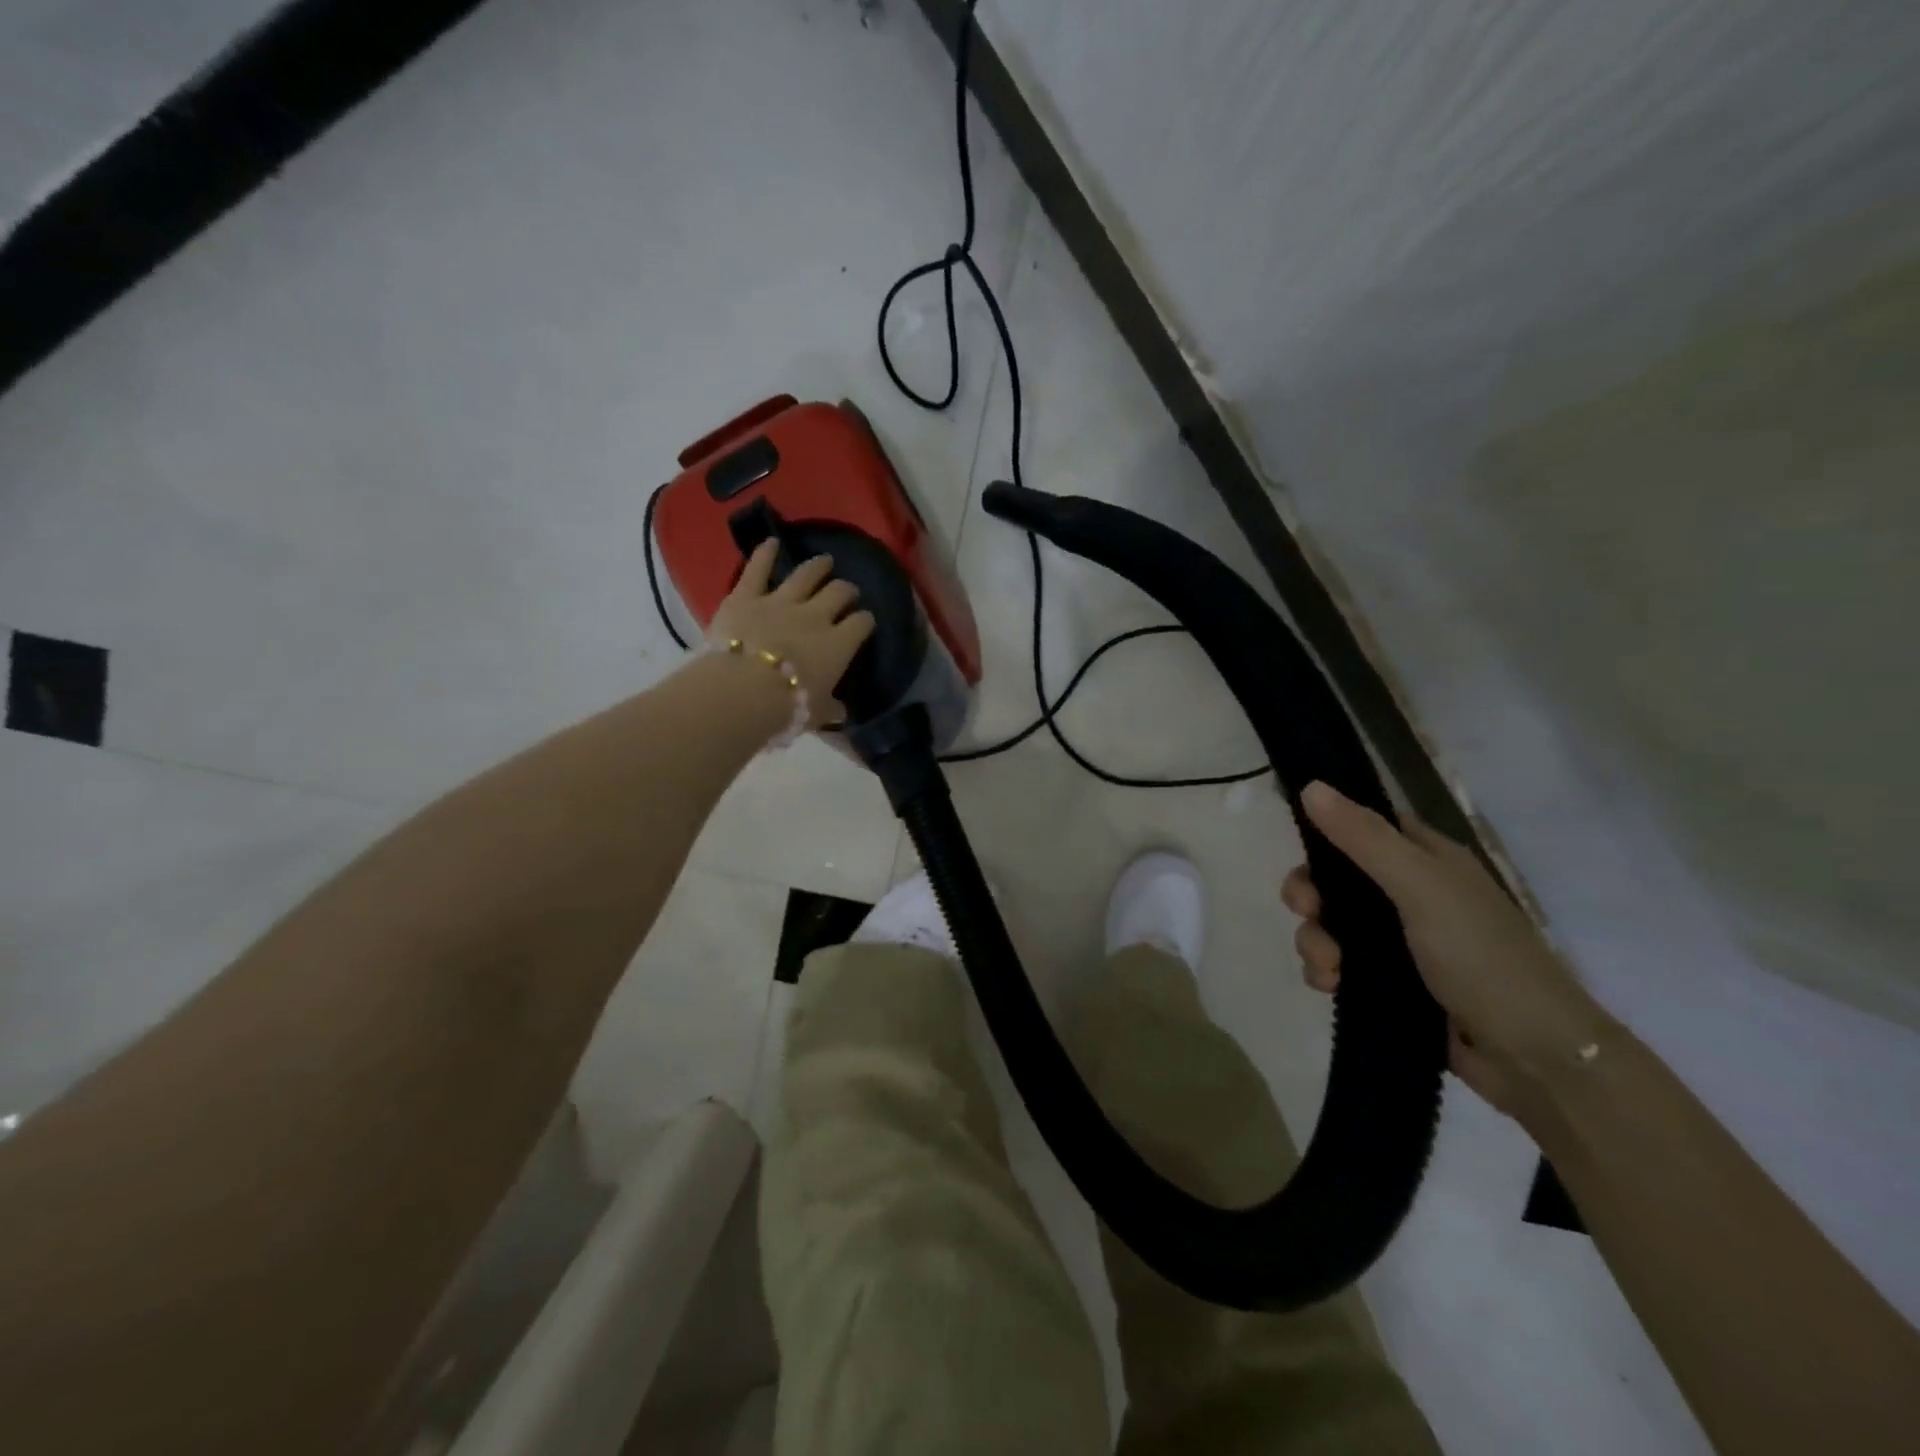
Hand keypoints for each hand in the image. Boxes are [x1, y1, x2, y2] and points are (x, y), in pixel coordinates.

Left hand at [707, 541, 876, 728]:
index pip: (861, 624)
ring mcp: (781, 601)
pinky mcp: (746, 596)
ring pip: (806, 575)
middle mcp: (816, 615)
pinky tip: (771, 542)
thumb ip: (830, 709)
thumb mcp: (817, 714)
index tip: (864, 622)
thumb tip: (840, 713)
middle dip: (846, 590)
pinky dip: (764, 553)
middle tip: (847, 590)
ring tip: (824, 562)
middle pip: (838, 592)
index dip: (864, 621)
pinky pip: (758, 569)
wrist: (743, 690)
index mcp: (839, 644)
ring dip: (817, 566)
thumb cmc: (788, 707)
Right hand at [1281, 781, 1613, 1118]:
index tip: (1297, 849)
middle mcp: (1412, 894)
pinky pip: (1339, 965)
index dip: (1326, 832)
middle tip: (1308, 913)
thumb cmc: (1482, 958)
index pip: (1364, 827)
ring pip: (1331, 925)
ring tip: (1329, 969)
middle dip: (1311, 897)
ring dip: (1315, 941)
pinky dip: (1326, 972)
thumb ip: (1364, 838)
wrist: (1534, 1058)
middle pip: (1336, 879)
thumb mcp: (1421, 887)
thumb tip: (1310, 786)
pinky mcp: (1391, 984)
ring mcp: (1401, 941)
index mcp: (1427, 860)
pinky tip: (1331, 987)